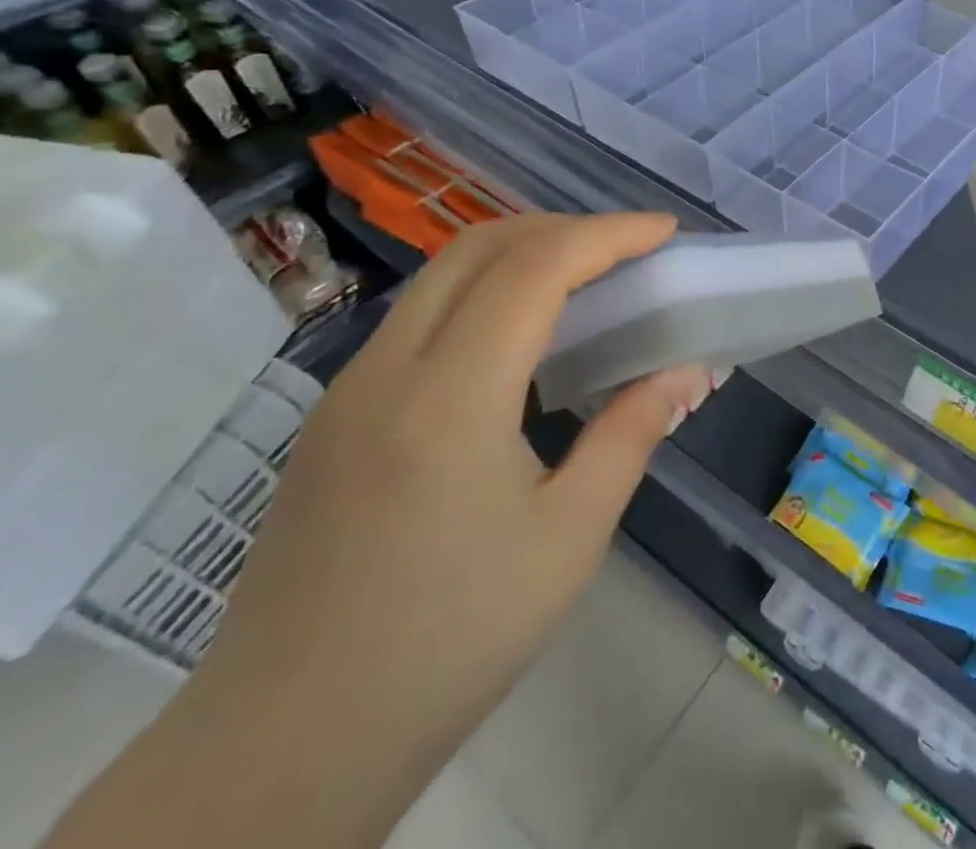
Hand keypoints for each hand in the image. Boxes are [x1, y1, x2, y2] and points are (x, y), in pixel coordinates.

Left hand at [48, 212, 719, 848]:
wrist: (286, 748)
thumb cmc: (450, 640)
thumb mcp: (570, 536)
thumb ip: (632, 432)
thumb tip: (690, 369)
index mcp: (450, 396)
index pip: (536, 267)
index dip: (609, 234)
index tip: (666, 232)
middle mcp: (388, 369)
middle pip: (479, 246)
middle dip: (565, 228)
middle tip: (630, 250)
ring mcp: (349, 389)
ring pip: (442, 274)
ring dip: (521, 253)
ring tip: (587, 280)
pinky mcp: (335, 416)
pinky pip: (419, 315)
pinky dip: (484, 291)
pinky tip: (520, 338)